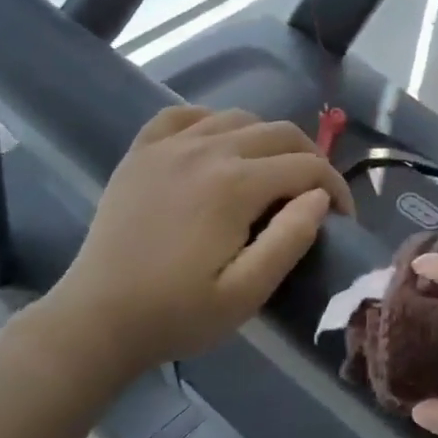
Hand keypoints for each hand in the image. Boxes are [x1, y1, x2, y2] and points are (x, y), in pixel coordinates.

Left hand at [44, 105, 352, 376]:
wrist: (94, 321)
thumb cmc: (176, 314)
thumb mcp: (246, 293)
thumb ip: (290, 239)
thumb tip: (320, 197)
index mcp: (236, 185)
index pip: (308, 167)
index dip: (337, 188)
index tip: (342, 218)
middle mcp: (207, 151)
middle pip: (280, 132)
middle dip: (310, 159)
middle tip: (314, 196)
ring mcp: (169, 147)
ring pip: (239, 117)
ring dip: (268, 140)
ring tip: (272, 173)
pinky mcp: (141, 153)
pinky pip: (185, 115)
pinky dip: (211, 122)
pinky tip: (217, 146)